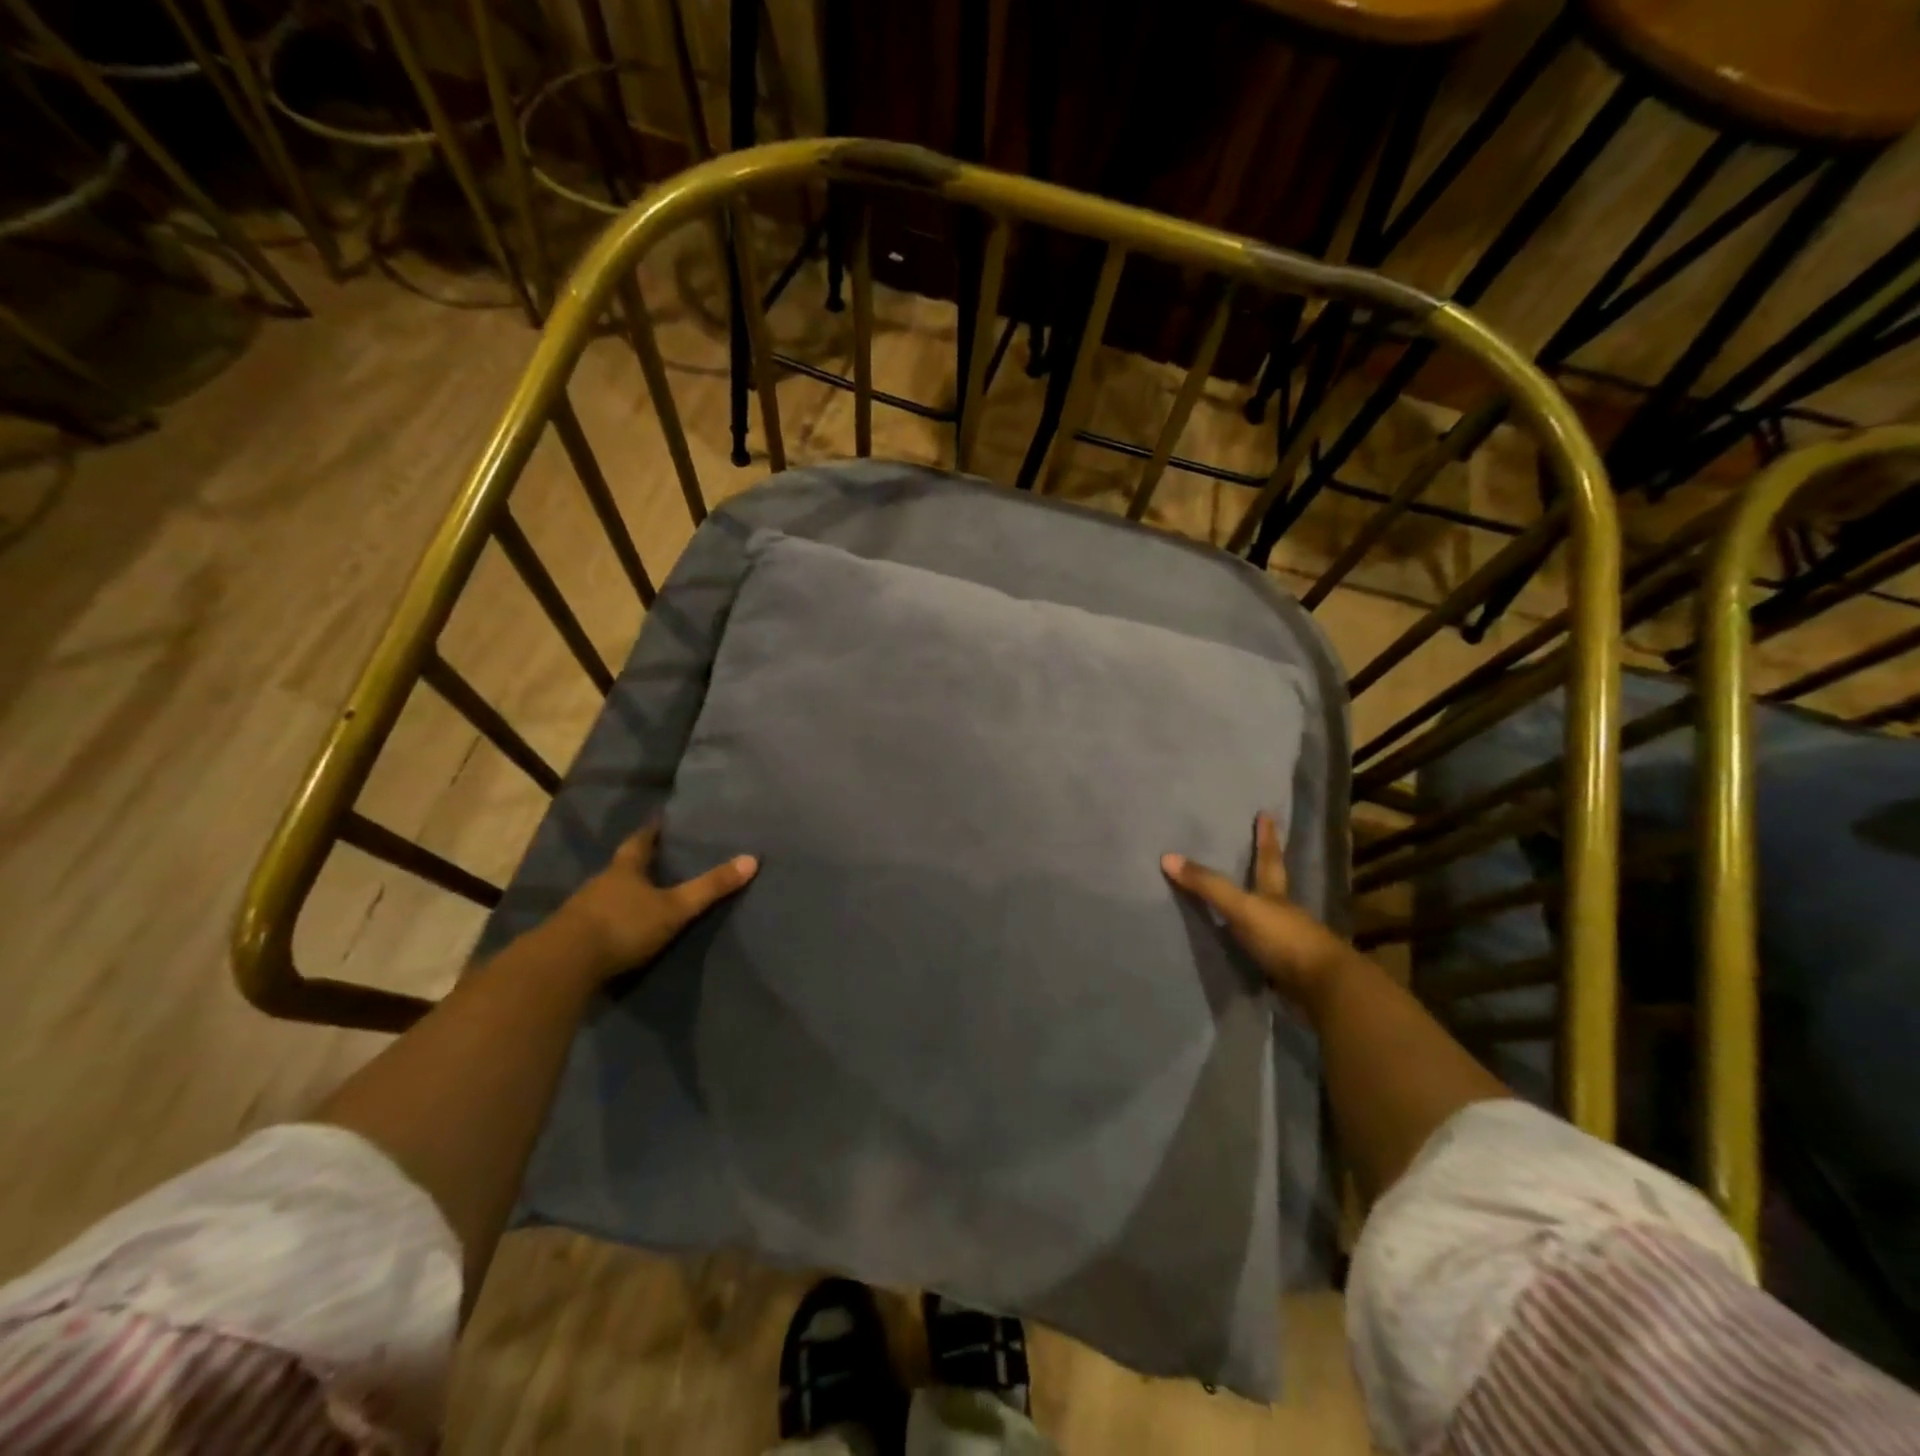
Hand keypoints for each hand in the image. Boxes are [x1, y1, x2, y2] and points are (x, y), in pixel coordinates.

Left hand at [554, 822, 757, 983]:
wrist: (564, 964)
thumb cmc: (623, 925)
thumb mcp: (674, 908)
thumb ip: (710, 887)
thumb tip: (752, 859)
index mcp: (625, 869)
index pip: (640, 841)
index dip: (651, 831)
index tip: (660, 821)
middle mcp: (600, 883)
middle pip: (621, 867)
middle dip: (637, 863)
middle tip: (656, 859)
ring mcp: (581, 909)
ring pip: (606, 894)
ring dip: (622, 894)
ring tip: (641, 896)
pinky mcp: (570, 936)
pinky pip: (595, 920)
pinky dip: (609, 920)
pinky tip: (618, 929)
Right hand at [1161, 812, 1356, 1010]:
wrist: (1324, 988)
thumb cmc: (1284, 938)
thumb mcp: (1242, 908)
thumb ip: (1208, 886)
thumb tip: (1167, 857)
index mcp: (1275, 895)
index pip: (1268, 859)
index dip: (1266, 837)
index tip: (1267, 814)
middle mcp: (1285, 914)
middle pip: (1272, 887)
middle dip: (1265, 871)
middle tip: (1256, 854)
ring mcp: (1289, 942)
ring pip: (1270, 919)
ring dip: (1257, 911)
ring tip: (1239, 903)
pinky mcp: (1287, 969)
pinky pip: (1264, 950)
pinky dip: (1254, 945)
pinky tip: (1242, 948)